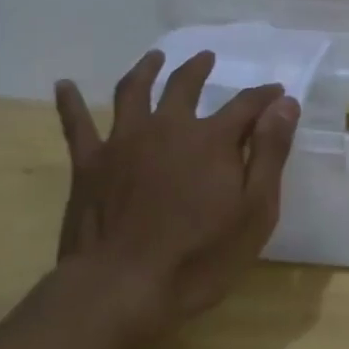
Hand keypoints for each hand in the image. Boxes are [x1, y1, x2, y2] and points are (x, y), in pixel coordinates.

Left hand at [49, 51, 300, 343]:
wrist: (121, 290)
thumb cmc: (199, 257)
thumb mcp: (255, 210)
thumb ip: (270, 152)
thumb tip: (284, 103)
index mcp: (211, 139)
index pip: (246, 105)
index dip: (265, 96)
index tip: (277, 93)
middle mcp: (168, 127)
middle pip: (185, 85)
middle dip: (200, 69)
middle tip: (207, 58)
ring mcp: (124, 142)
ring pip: (134, 92)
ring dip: (146, 70)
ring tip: (154, 58)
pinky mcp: (89, 164)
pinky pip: (76, 125)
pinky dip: (70, 102)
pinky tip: (65, 85)